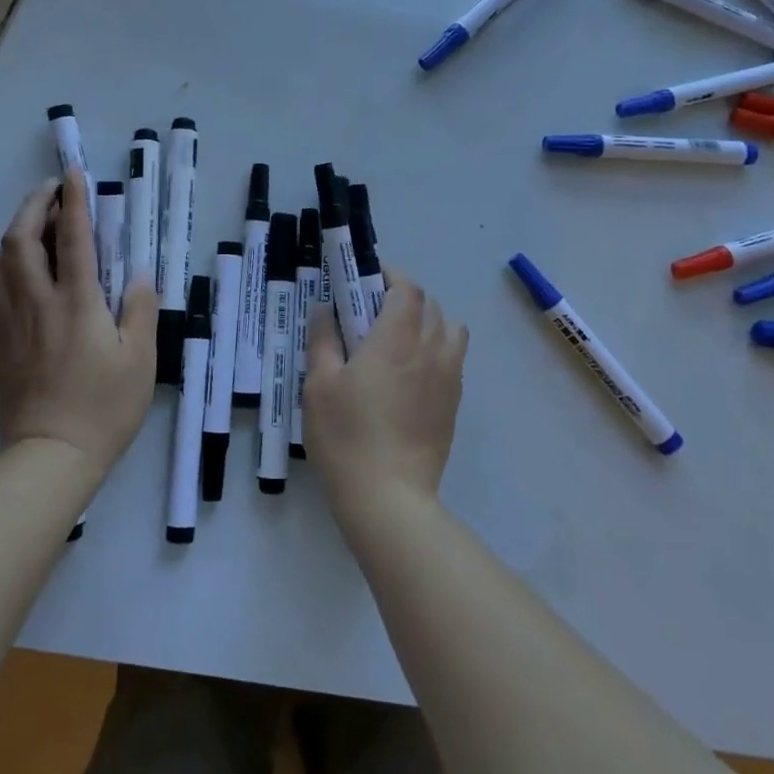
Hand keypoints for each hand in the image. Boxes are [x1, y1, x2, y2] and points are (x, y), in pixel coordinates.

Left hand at [0, 170, 157, 475]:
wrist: (50, 457)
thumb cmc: (104, 408)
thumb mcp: (141, 360)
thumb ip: (140, 310)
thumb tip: (135, 276)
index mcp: (77, 302)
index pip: (74, 238)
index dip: (74, 201)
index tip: (74, 174)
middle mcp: (36, 303)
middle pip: (20, 240)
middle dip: (32, 206)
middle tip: (49, 191)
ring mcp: (9, 323)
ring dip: (13, 235)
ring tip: (34, 230)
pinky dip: (2, 272)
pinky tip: (18, 279)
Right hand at [303, 269, 467, 513]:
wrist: (389, 498)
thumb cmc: (346, 436)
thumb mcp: (319, 385)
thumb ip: (323, 339)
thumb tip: (324, 308)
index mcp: (396, 339)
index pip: (407, 289)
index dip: (389, 276)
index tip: (366, 281)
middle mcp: (430, 350)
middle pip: (430, 304)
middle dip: (404, 297)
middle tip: (373, 312)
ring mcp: (448, 377)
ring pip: (450, 329)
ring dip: (428, 321)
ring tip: (400, 340)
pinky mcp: (454, 404)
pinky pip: (453, 358)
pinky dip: (437, 349)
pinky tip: (411, 373)